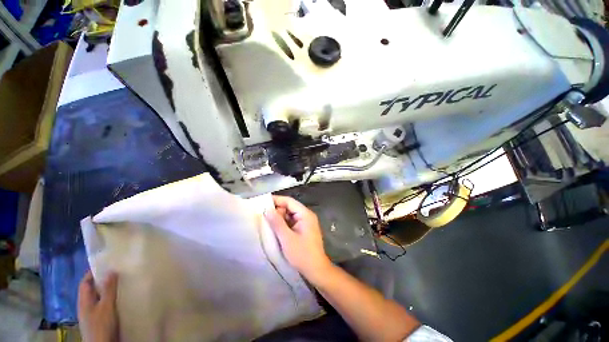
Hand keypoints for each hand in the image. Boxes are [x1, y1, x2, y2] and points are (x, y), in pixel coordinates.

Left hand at [78, 270, 118, 341]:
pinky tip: (122, 299)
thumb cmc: (102, 325)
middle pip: (93, 290)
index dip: (93, 273)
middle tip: (118, 272)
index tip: (106, 264)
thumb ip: (108, 289)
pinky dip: (112, 300)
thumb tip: (111, 270)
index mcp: (84, 301)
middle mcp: (87, 306)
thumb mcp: (106, 306)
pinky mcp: (101, 320)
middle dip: (103, 281)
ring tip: (122, 283)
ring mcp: (93, 314)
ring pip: (100, 298)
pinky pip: (105, 305)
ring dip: (109, 291)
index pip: (85, 282)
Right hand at [264, 195, 331, 281]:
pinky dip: (283, 223)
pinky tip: (274, 228)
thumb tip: (267, 209)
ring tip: (266, 221)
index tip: (262, 202)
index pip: (289, 201)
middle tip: (262, 215)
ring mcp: (305, 222)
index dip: (276, 200)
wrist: (316, 270)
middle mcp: (306, 215)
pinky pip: (291, 222)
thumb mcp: (287, 238)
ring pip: (289, 215)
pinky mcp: (303, 229)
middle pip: (289, 207)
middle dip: (277, 210)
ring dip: (279, 217)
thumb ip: (277, 222)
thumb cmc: (302, 254)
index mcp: (305, 214)